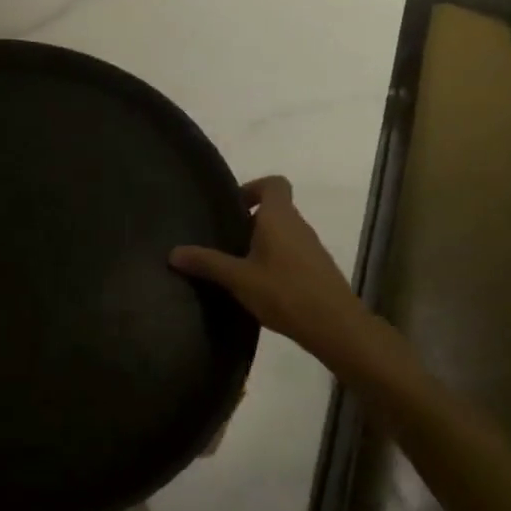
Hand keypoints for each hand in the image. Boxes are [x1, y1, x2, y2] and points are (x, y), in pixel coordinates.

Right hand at [171, 177, 361, 361]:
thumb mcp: (238, 279)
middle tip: (225, 240)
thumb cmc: (285, 292)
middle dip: (250, 221)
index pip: (274, 183)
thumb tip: (173, 252)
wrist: (337, 327)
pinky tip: (260, 287)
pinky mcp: (318, 270)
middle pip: (275, 209)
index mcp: (279, 217)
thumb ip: (207, 263)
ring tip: (238, 266)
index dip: (253, 187)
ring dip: (262, 243)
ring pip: (283, 233)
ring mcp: (312, 247)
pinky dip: (276, 261)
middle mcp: (298, 225)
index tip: (233, 207)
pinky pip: (292, 253)